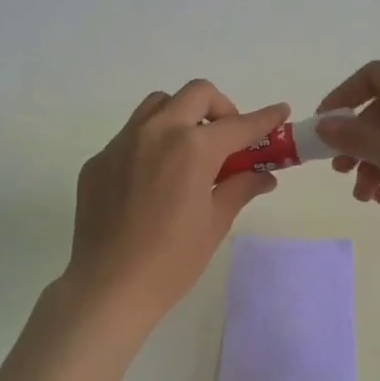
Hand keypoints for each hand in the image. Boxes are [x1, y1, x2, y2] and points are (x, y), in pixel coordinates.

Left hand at [65, 80, 287, 319]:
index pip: (238, 124)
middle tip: (227, 139)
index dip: (265, 118)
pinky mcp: (99, 160)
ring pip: (158, 105)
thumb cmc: (173, 260)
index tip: (280, 112)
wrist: (110, 286)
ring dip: (181, 115)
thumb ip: (240, 188)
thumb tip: (263, 176)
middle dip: (220, 108)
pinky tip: (152, 180)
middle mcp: (156, 132)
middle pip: (196, 94)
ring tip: (189, 151)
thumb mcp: (215, 222)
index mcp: (192, 148)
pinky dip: (151, 143)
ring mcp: (121, 143)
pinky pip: (130, 135)